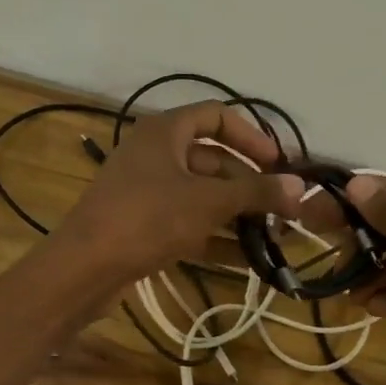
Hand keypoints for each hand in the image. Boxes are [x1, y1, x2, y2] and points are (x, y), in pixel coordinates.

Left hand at [54, 102, 302, 282]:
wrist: (85, 268)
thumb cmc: (147, 219)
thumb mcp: (208, 202)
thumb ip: (255, 191)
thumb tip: (300, 187)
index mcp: (164, 132)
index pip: (216, 116)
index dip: (252, 136)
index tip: (279, 164)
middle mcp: (154, 155)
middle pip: (212, 161)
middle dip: (249, 185)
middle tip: (284, 210)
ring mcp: (146, 193)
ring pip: (201, 196)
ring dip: (236, 215)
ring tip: (274, 237)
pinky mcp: (142, 227)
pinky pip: (187, 224)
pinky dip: (215, 237)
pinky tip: (246, 260)